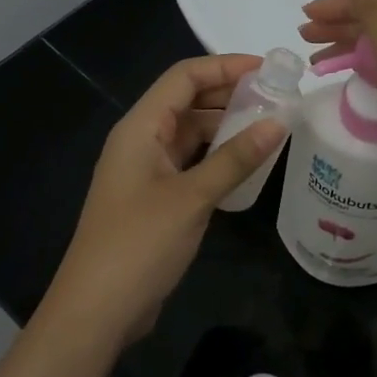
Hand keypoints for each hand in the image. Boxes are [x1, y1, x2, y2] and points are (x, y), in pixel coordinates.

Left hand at [44, 55, 286, 349]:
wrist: (97, 310)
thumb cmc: (140, 243)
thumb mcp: (192, 197)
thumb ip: (236, 158)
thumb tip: (279, 122)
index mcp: (140, 127)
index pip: (184, 77)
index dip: (225, 66)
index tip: (269, 70)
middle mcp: (141, 140)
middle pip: (188, 101)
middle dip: (230, 95)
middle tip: (279, 98)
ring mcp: (147, 171)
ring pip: (191, 133)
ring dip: (227, 127)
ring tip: (271, 126)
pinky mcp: (155, 198)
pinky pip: (191, 162)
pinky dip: (218, 157)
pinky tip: (248, 164)